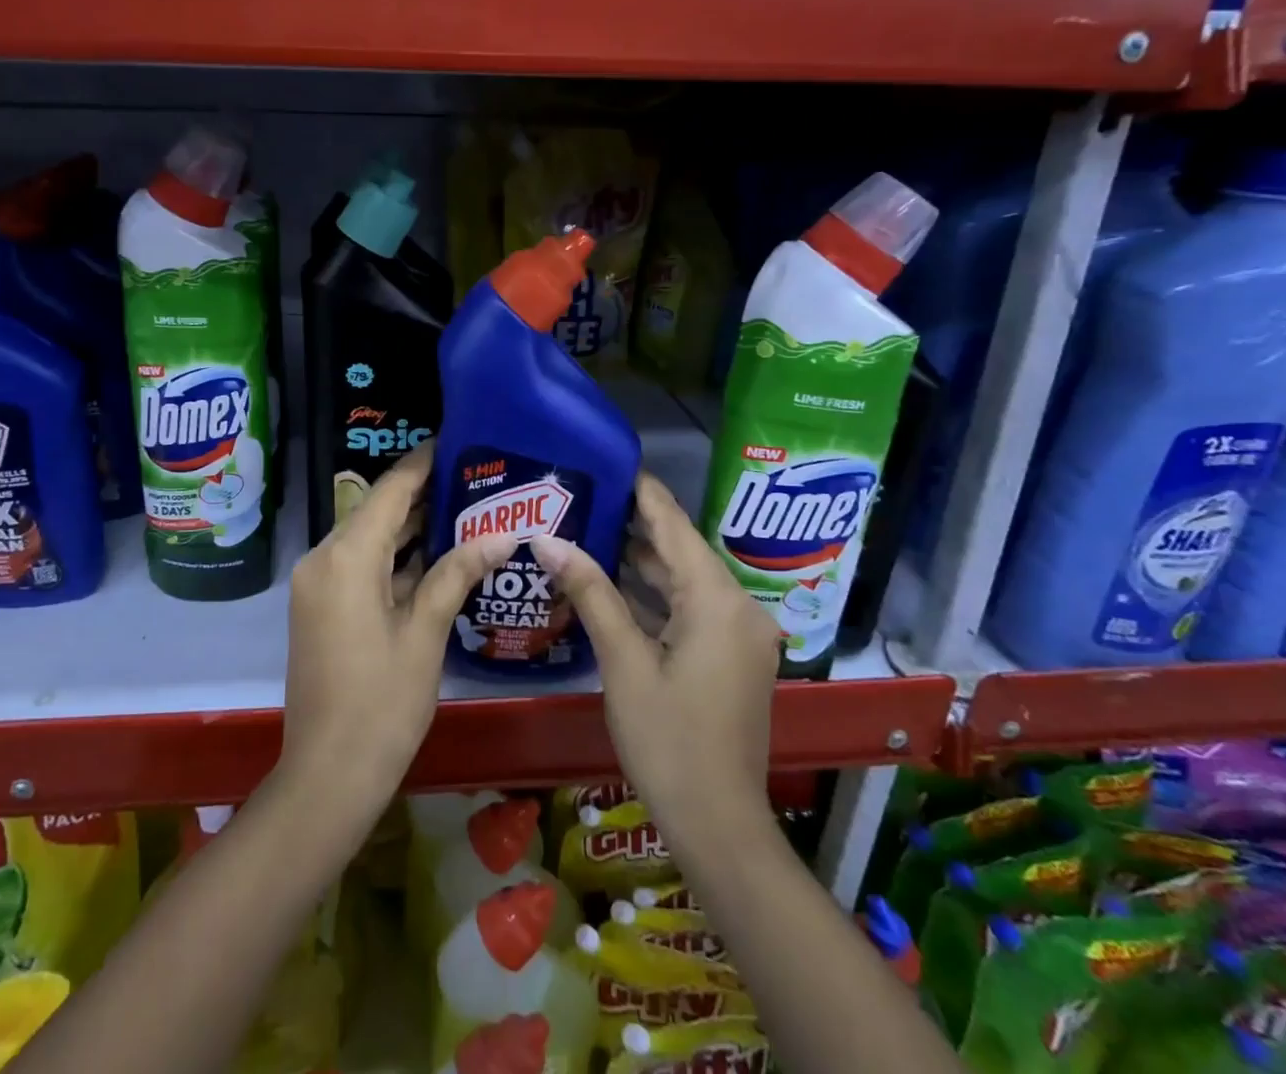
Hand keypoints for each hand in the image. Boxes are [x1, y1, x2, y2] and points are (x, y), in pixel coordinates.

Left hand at [280, 444, 516, 823]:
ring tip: (463, 505)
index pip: (390, 490)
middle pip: (377, 510)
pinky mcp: (321, 605)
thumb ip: (456, 574)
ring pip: (368, 537)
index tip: (455, 441)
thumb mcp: (425, 634)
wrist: (327, 775)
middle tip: (473, 477)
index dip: (422, 463)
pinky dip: (394, 555)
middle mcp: (323, 559)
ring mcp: (318, 583)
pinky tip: (435, 552)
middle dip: (422, 492)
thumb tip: (499, 536)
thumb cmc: (382, 705)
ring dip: (409, 525)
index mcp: (347, 557)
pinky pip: (360, 563)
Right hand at [532, 472, 784, 850]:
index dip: (641, 490)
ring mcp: (739, 634)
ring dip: (642, 561)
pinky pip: (691, 608)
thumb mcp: (623, 661)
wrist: (718, 825)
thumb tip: (547, 539)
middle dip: (633, 524)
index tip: (605, 460)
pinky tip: (614, 582)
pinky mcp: (732, 656)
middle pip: (680, 549)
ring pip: (685, 580)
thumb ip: (590, 592)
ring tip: (588, 528)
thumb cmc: (668, 740)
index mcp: (718, 600)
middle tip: (582, 495)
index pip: (674, 524)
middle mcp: (738, 607)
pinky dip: (656, 595)